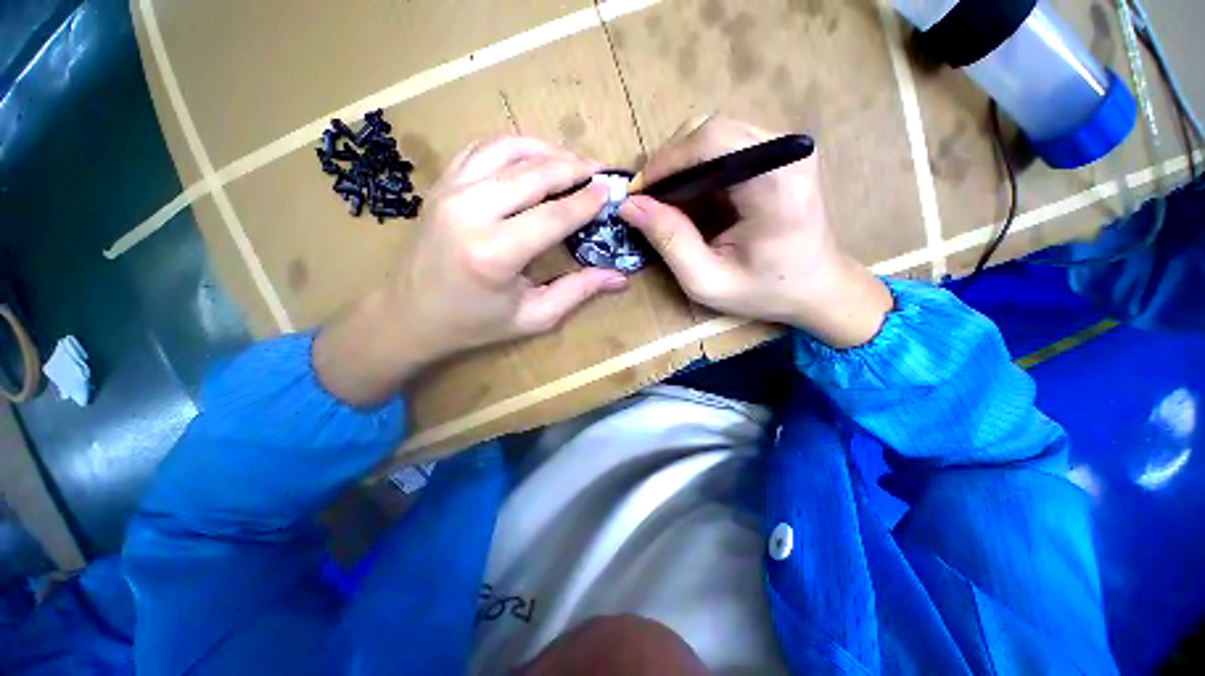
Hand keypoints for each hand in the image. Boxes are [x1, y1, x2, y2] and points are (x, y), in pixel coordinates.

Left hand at [315, 136, 626, 404]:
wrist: (409, 315)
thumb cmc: (474, 323)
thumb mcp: (532, 317)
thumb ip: (577, 292)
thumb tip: (619, 279)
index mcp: (495, 253)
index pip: (554, 215)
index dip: (586, 201)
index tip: (610, 191)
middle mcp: (470, 212)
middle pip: (533, 173)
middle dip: (573, 167)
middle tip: (599, 170)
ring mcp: (449, 192)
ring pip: (507, 150)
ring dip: (545, 151)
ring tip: (570, 162)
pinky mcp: (440, 186)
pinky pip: (481, 150)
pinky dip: (512, 148)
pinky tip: (531, 159)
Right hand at [618, 116, 890, 348]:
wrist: (816, 287)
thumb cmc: (764, 291)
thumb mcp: (706, 280)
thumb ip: (669, 241)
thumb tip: (630, 205)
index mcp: (775, 184)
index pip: (711, 140)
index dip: (666, 161)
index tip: (638, 193)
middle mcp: (787, 151)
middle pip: (710, 129)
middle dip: (669, 162)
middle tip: (648, 199)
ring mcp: (786, 147)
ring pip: (714, 133)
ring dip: (681, 165)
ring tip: (665, 202)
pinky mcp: (780, 152)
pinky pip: (725, 144)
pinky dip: (697, 167)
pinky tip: (690, 197)